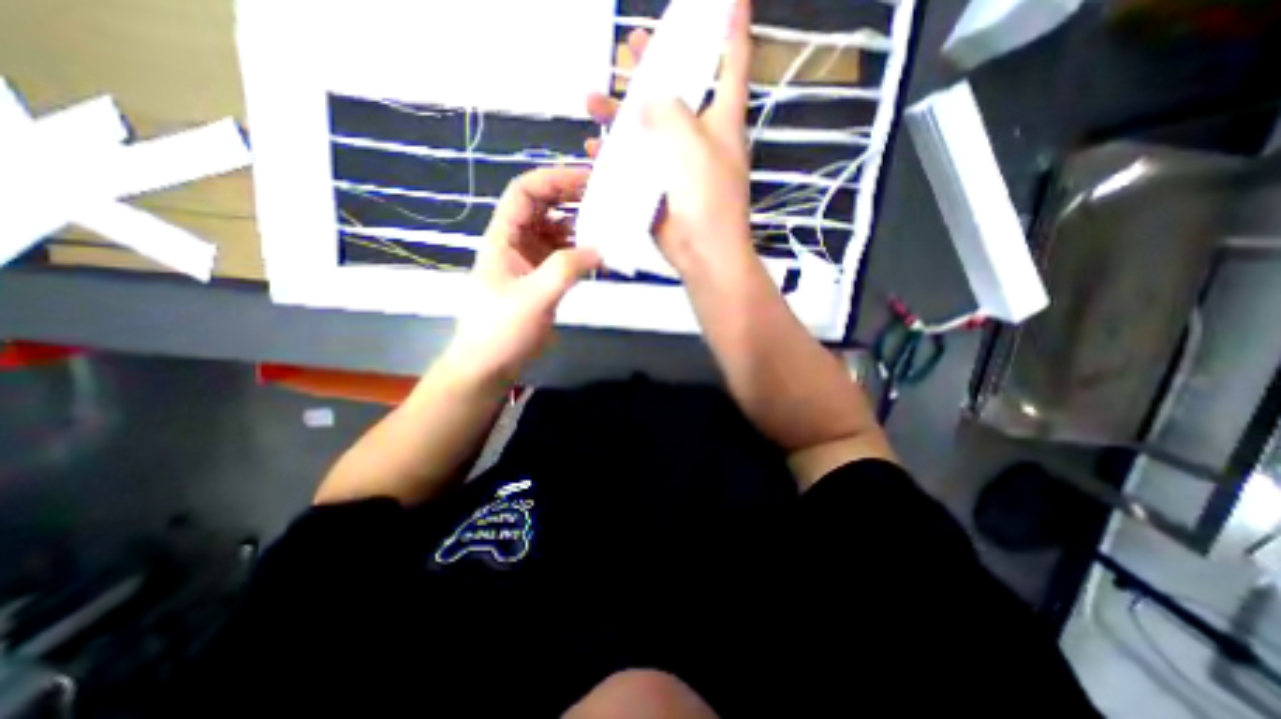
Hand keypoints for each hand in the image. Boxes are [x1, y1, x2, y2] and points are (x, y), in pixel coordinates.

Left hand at [440, 165, 600, 384]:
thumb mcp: (534, 297)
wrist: (489, 365)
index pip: (525, 192)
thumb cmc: (501, 329)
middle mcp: (516, 242)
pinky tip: (601, 256)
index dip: (554, 178)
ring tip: (610, 227)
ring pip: (557, 231)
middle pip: (543, 207)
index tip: (588, 179)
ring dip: (580, 227)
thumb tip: (599, 249)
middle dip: (572, 198)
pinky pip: (564, 256)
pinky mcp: (542, 279)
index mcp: (503, 236)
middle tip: (607, 199)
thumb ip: (565, 269)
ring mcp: (530, 261)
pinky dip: (582, 252)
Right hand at [583, 1, 753, 273]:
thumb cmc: (708, 199)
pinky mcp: (659, 187)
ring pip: (647, 127)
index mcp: (721, 121)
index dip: (733, 28)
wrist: (702, 252)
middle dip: (654, 67)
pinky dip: (615, 155)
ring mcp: (677, 164)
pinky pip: (634, 163)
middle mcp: (700, 138)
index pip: (731, 63)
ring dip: (621, 113)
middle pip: (677, 91)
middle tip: (630, 46)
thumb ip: (671, 112)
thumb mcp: (694, 144)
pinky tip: (597, 148)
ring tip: (594, 97)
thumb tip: (650, 101)